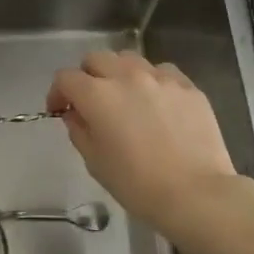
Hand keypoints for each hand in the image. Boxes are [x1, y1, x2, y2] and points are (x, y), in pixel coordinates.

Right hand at [48, 51, 236, 230]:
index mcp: (97, 95)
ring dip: (119, 73)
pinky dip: (152, 81)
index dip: (57, 93)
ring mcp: (160, 78)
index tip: (60, 111)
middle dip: (87, 76)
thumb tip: (76, 114)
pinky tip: (157, 103)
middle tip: (91, 101)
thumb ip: (79, 131)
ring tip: (126, 97)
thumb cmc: (137, 184)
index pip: (66, 78)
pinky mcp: (188, 86)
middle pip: (96, 59)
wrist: (196, 194)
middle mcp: (127, 76)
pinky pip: (162, 72)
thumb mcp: (95, 162)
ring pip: (130, 59)